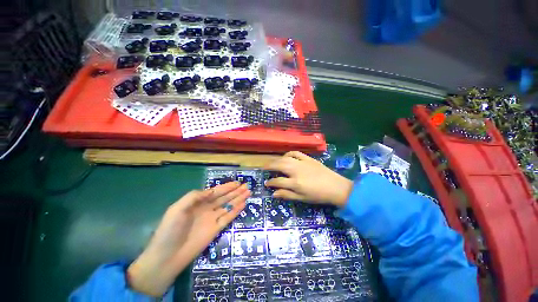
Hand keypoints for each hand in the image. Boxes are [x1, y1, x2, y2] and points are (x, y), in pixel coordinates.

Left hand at [127, 182, 249, 296]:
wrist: (167, 257)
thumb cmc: (170, 230)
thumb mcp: (177, 209)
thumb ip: (194, 197)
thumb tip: (212, 191)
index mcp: (197, 202)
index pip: (215, 192)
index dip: (226, 187)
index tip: (236, 183)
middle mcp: (207, 209)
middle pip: (224, 197)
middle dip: (235, 191)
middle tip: (246, 185)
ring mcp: (212, 219)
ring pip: (228, 206)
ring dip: (238, 199)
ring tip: (248, 192)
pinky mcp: (216, 229)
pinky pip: (228, 217)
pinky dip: (236, 211)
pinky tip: (243, 204)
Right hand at [265, 151, 352, 206]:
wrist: (336, 187)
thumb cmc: (318, 195)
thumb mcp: (302, 198)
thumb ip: (287, 195)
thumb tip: (274, 193)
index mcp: (295, 183)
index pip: (277, 181)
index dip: (270, 183)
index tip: (266, 183)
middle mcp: (296, 170)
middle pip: (278, 165)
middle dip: (269, 166)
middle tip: (264, 167)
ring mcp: (302, 163)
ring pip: (285, 158)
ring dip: (276, 160)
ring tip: (272, 162)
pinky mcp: (308, 158)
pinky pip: (295, 153)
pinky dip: (288, 154)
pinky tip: (286, 156)